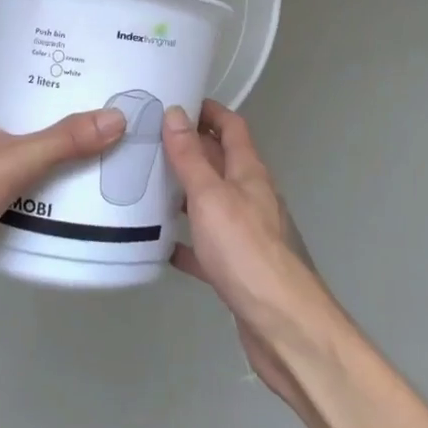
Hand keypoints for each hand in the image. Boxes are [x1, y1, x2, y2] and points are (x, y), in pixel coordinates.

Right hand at [160, 101, 331, 409]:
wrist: (284, 327)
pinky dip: (185, 240)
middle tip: (147, 142)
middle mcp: (251, 197)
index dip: (208, 110)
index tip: (175, 101)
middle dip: (188, 149)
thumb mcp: (211, 197)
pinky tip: (158, 244)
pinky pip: (206, 245)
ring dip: (183, 193)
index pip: (231, 126)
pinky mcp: (238, 268)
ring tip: (144, 186)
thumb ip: (191, 158)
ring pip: (211, 203)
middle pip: (219, 162)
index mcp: (249, 173)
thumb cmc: (246, 251)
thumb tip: (176, 112)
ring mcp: (246, 234)